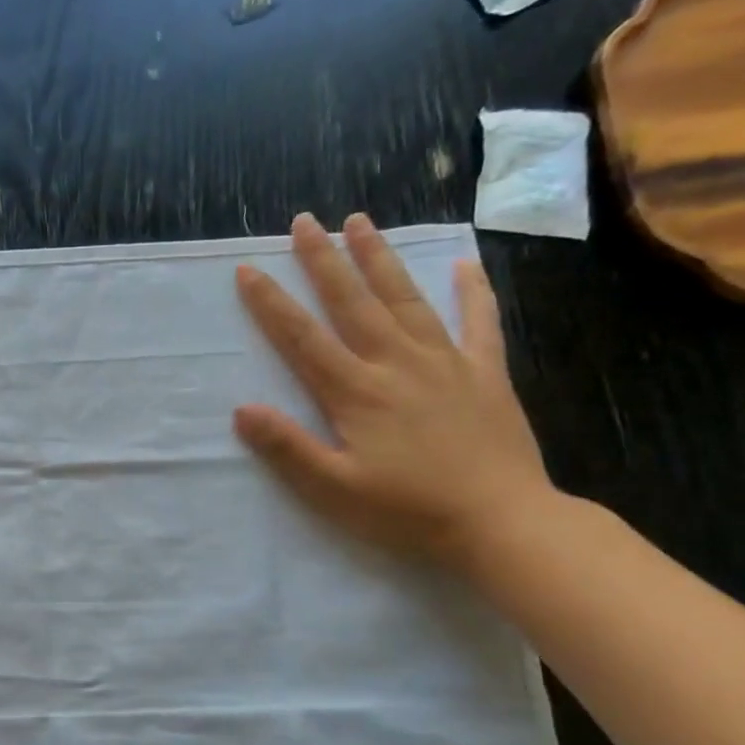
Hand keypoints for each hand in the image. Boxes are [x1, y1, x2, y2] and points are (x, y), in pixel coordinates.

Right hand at [234, 213, 554, 571]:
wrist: (501, 522)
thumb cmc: (407, 510)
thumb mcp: (333, 489)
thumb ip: (287, 447)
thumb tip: (242, 409)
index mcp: (356, 392)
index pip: (303, 338)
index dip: (272, 303)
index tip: (248, 270)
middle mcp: (397, 363)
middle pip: (353, 303)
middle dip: (324, 260)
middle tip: (305, 222)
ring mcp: (445, 362)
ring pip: (406, 299)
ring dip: (380, 259)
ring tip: (361, 222)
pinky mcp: (484, 373)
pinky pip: (479, 322)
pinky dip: (472, 291)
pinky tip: (464, 265)